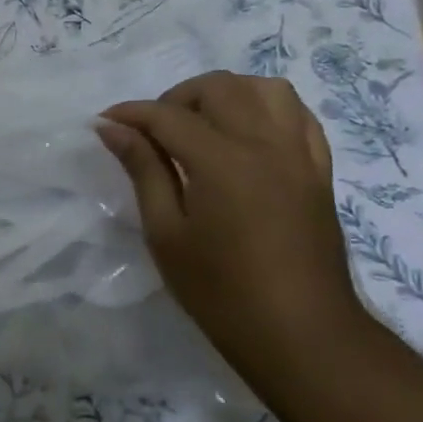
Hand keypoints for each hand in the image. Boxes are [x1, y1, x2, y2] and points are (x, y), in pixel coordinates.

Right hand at [95, 71, 370, 367]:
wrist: (301, 334)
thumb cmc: (220, 291)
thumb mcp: (166, 233)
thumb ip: (143, 170)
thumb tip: (113, 129)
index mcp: (223, 162)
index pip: (168, 116)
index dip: (130, 114)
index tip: (103, 123)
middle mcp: (265, 144)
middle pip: (219, 88)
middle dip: (176, 98)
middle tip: (152, 131)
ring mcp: (299, 154)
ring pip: (265, 89)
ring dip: (225, 94)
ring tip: (200, 125)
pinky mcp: (319, 170)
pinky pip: (298, 116)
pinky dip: (266, 109)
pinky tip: (244, 133)